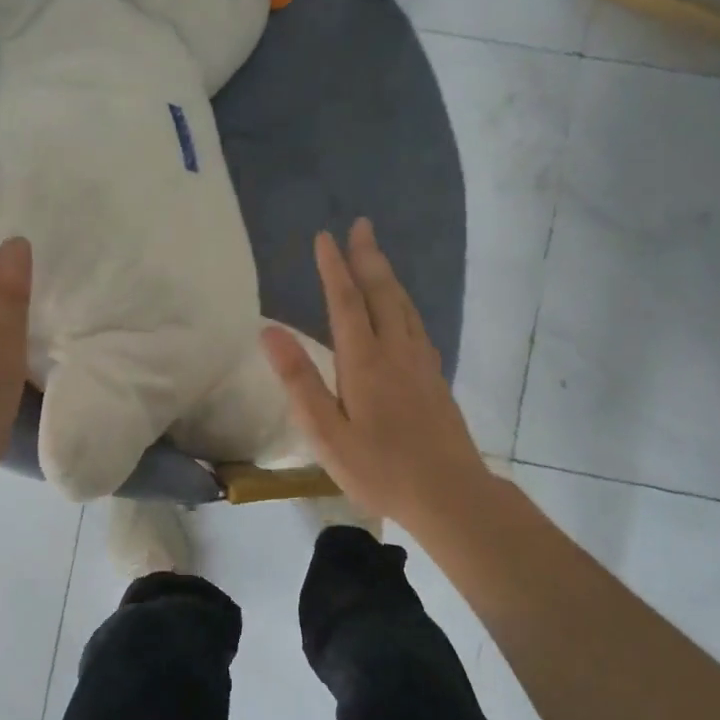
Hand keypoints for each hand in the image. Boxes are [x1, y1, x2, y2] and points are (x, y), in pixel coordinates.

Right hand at [261, 218, 491, 536]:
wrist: (450, 494)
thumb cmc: (379, 468)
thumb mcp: (326, 432)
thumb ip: (299, 380)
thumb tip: (269, 331)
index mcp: (364, 361)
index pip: (345, 302)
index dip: (334, 268)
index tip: (324, 237)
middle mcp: (395, 352)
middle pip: (381, 294)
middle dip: (368, 258)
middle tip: (361, 226)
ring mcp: (420, 363)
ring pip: (403, 306)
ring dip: (388, 276)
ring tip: (378, 255)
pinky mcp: (435, 378)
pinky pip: (417, 325)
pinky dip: (405, 304)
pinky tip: (404, 309)